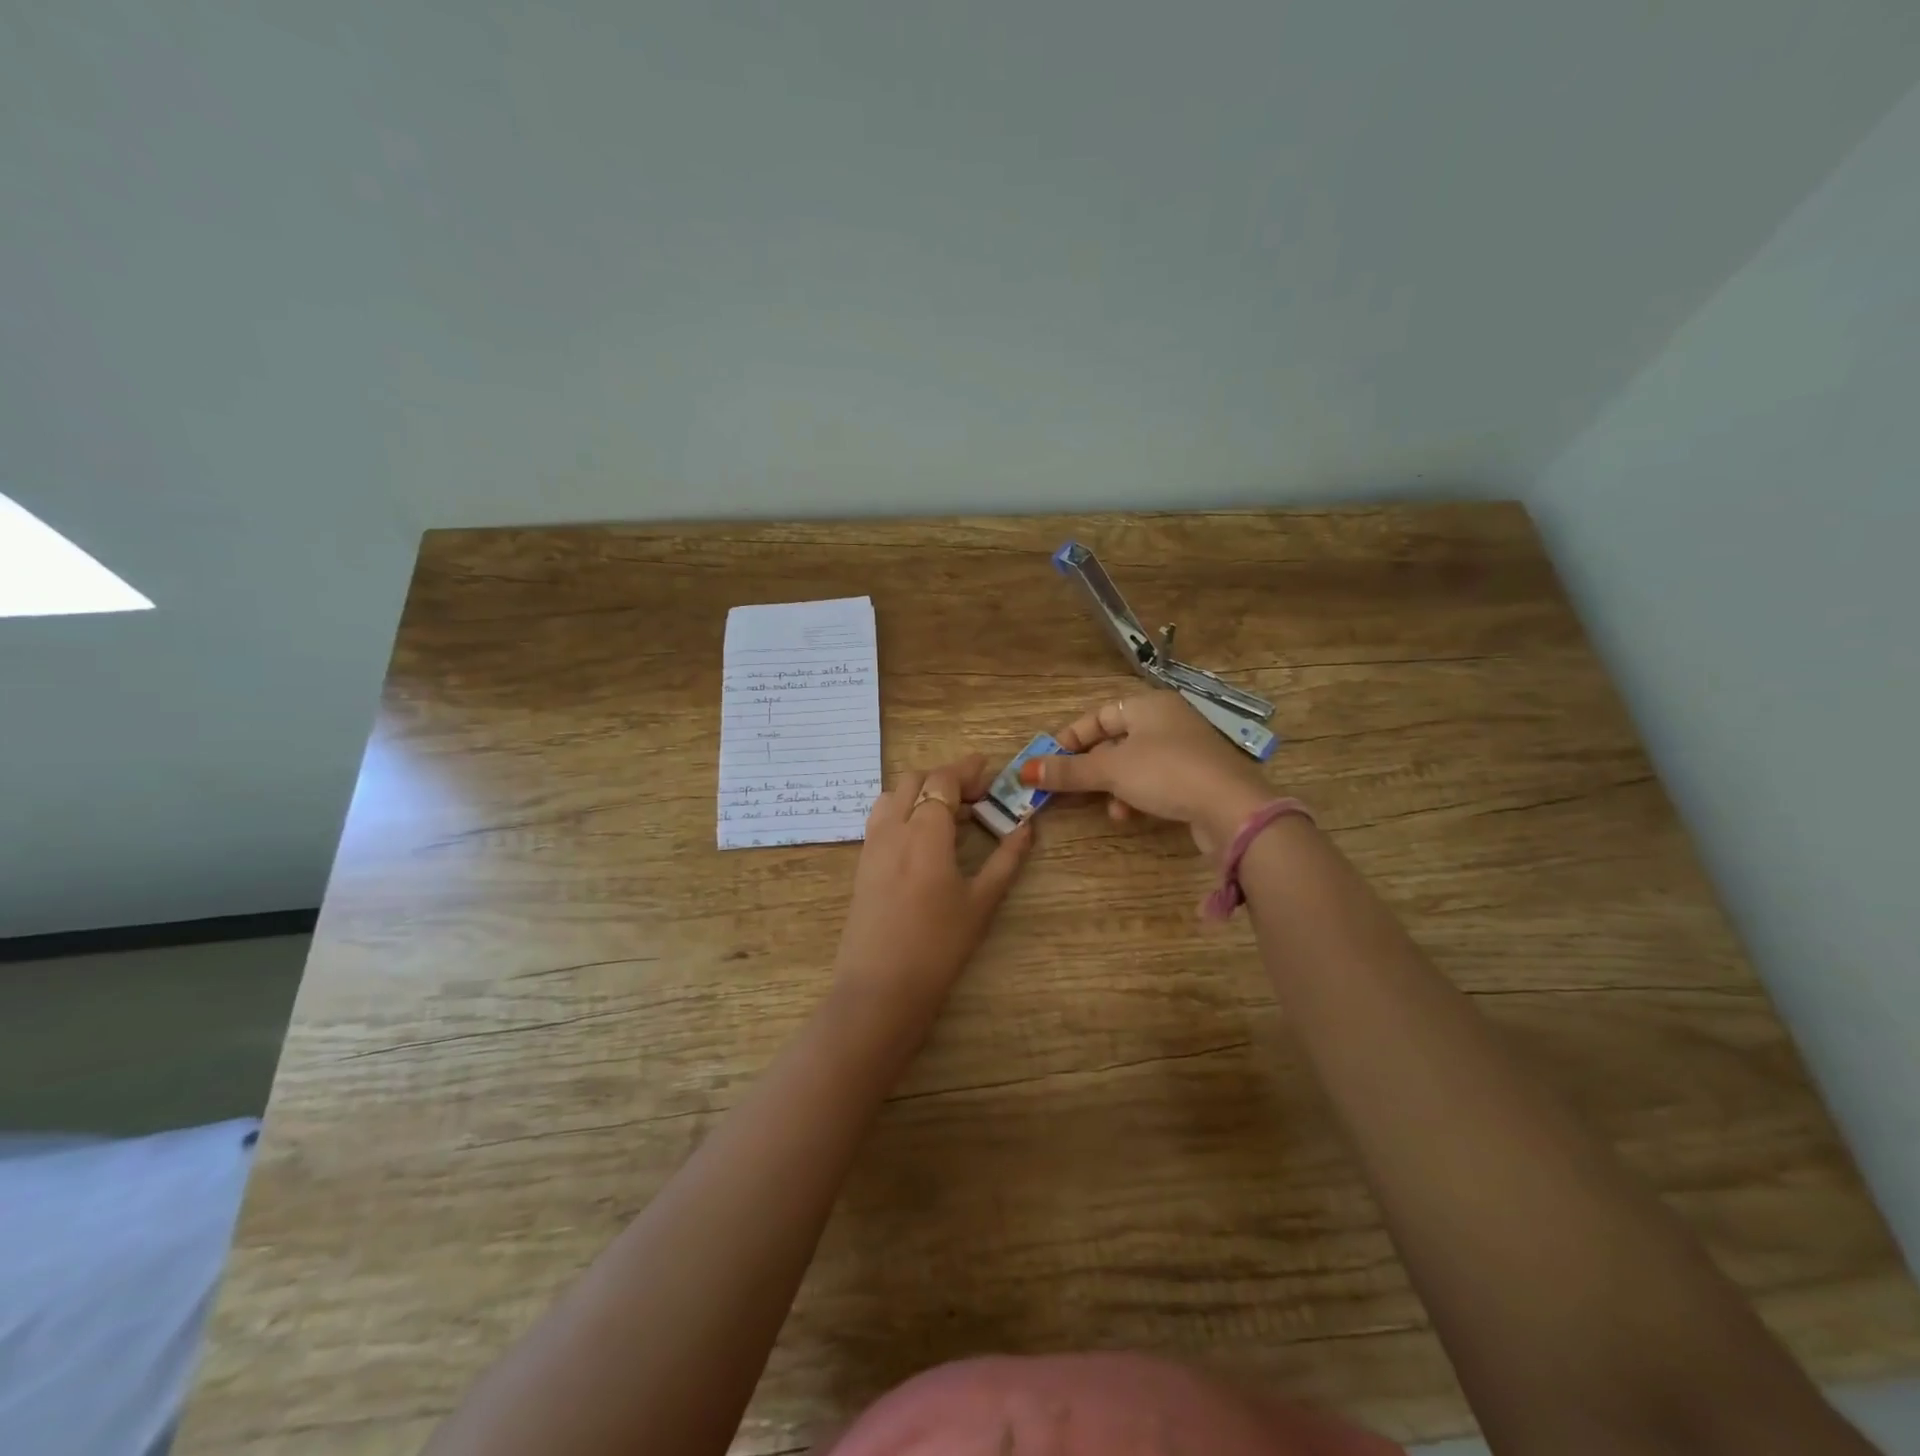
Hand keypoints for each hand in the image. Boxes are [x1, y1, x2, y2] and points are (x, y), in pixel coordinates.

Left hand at [835, 755, 1033, 1014]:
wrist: (881, 988)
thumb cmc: (939, 946)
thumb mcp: (981, 902)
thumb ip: (1006, 859)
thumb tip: (1027, 827)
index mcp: (925, 833)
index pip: (942, 780)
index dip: (966, 770)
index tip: (988, 769)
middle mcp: (894, 828)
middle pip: (915, 780)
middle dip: (945, 778)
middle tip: (975, 794)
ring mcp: (872, 844)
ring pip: (893, 795)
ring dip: (920, 791)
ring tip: (948, 813)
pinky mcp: (862, 863)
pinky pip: (881, 817)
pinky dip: (903, 809)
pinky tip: (922, 836)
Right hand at [1020, 691, 1274, 857]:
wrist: (1232, 808)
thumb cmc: (1167, 773)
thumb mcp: (1111, 770)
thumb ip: (1068, 771)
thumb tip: (1025, 770)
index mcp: (1149, 705)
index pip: (1099, 716)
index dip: (1071, 738)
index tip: (1049, 761)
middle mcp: (1168, 721)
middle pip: (1115, 741)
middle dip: (1092, 768)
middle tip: (1070, 788)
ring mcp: (1186, 750)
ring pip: (1134, 765)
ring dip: (1113, 787)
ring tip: (1109, 809)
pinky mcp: (1197, 778)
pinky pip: (1155, 781)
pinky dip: (1137, 795)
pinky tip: (1130, 814)